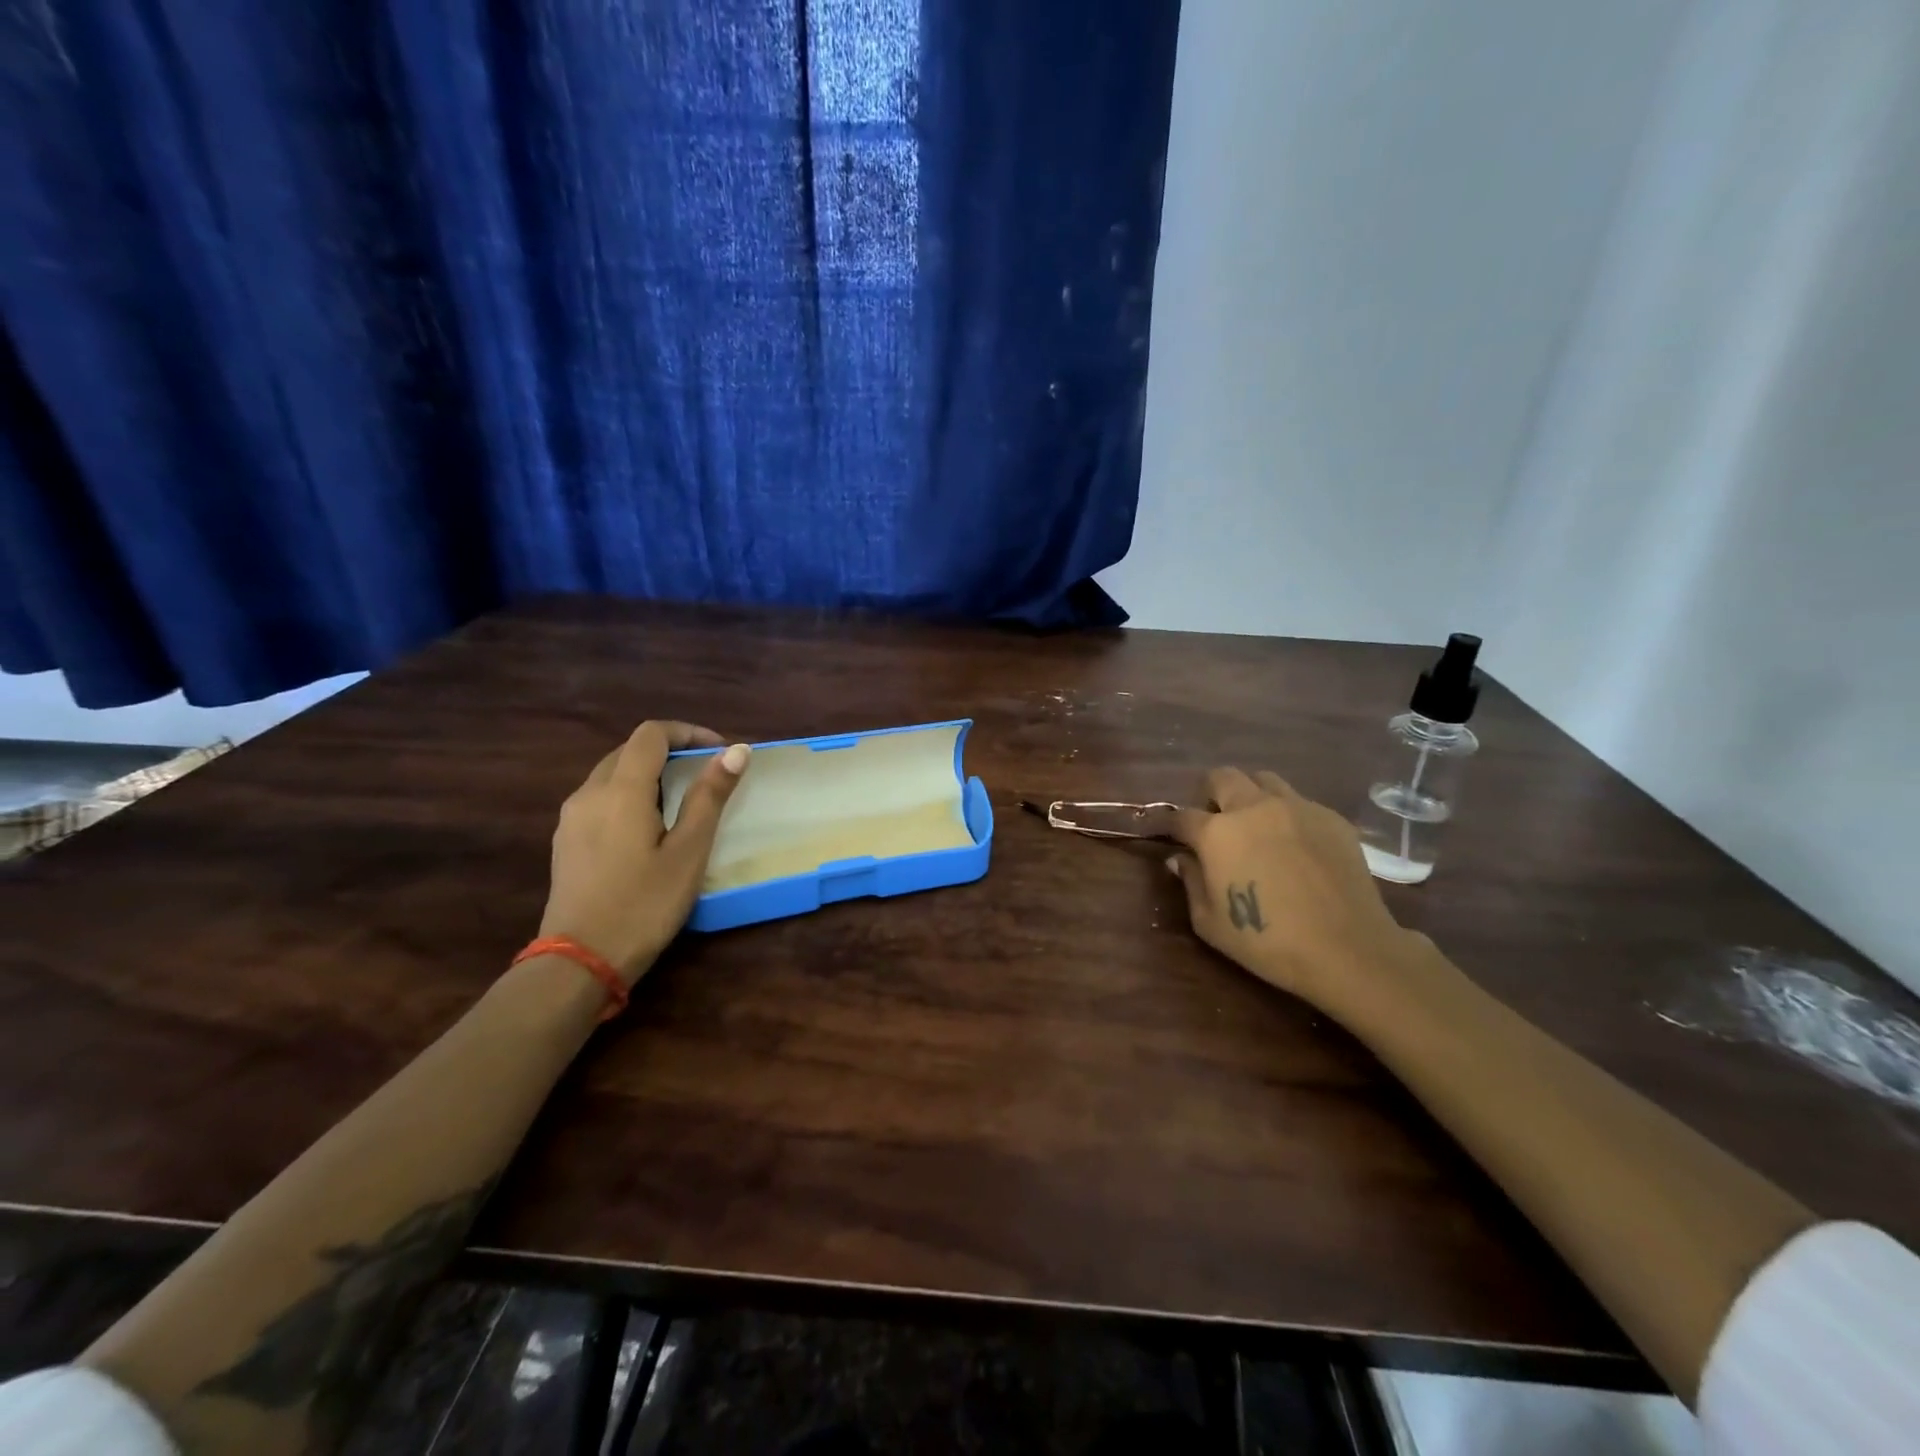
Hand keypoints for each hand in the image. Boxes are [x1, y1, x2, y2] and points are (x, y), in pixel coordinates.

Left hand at [539, 721, 750, 983]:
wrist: (580, 961)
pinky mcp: (565, 841)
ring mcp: (571, 818)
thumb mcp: (688, 851)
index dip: (688, 732)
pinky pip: (600, 798)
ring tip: (682, 800)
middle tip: (706, 774)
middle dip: (669, 751)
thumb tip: (736, 751)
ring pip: (611, 774)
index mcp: (620, 790)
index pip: (651, 734)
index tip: (719, 751)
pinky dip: (629, 794)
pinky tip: (648, 827)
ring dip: (648, 773)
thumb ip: (709, 796)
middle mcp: (588, 793)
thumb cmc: (644, 905)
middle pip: (629, 750)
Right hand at [1167, 768, 1429, 1021]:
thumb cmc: (1266, 941)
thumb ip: (1190, 882)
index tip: (1171, 835)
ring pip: (1263, 780)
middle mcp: (1253, 807)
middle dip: (1210, 794)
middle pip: (1222, 777)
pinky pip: (1300, 803)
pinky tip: (1295, 846)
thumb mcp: (1209, 922)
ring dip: (1250, 796)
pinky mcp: (1331, 817)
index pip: (1182, 815)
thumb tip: (1180, 859)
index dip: (1171, 825)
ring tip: (1255, 825)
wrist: (1346, 948)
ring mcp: (1296, 807)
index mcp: (1217, 833)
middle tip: (1214, 821)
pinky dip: (1287, 815)